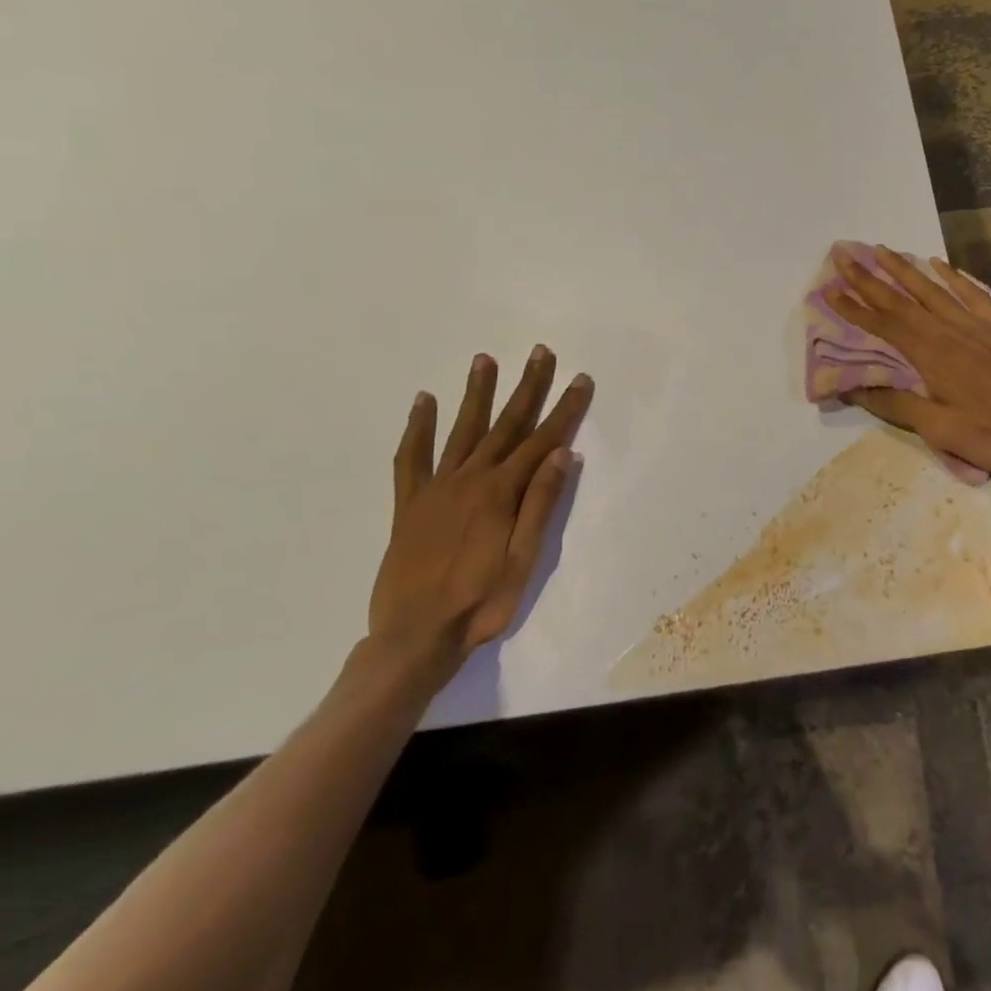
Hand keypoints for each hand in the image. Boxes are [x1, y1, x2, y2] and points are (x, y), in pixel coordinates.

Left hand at [367, 347, 592, 682]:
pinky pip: (411, 458)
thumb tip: (564, 454)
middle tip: (540, 352)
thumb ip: (541, 504)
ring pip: (462, 430)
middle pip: (506, 424)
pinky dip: (418, 428)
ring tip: (484, 359)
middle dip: (527, 387)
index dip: (565, 409)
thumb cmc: (479, 603)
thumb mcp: (523, 560)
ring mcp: (437, 488)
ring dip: (476, 393)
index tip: (581, 379)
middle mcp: (470, 479)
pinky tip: (423, 402)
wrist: (413, 638)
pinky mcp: (410, 504)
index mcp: (502, 492)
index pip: (543, 440)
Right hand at [829, 245, 990, 475]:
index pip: (883, 325)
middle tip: (844, 257)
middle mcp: (947, 329)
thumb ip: (897, 405)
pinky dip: (952, 276)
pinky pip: (970, 292)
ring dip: (903, 269)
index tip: (829, 290)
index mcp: (929, 354)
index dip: (854, 309)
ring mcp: (974, 324)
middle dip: (869, 279)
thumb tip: (854, 389)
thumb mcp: (939, 428)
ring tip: (881, 250)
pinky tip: (938, 264)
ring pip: (932, 289)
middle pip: (901, 299)